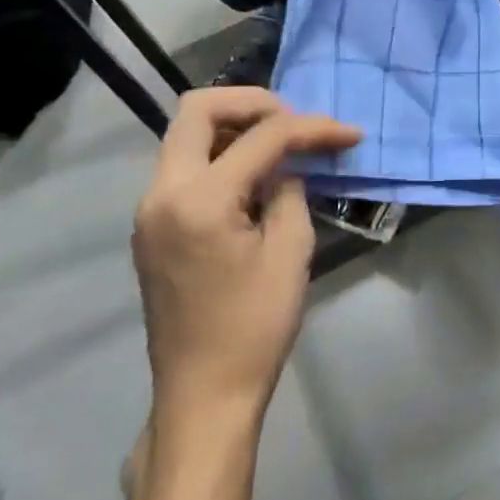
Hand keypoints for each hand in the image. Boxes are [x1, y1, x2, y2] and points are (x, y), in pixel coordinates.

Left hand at [132, 87, 361, 420]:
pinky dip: (220, 153)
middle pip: (198, 109)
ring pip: (186, 133)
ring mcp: (150, 209)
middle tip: (294, 121)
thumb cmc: (254, 328)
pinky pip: (184, 165)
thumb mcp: (290, 251)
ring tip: (280, 145)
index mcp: (199, 200)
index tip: (348, 134)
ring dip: (234, 126)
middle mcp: (162, 192)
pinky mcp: (152, 225)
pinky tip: (254, 175)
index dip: (311, 127)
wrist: (203, 396)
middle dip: (253, 103)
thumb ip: (290, 189)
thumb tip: (288, 164)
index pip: (261, 137)